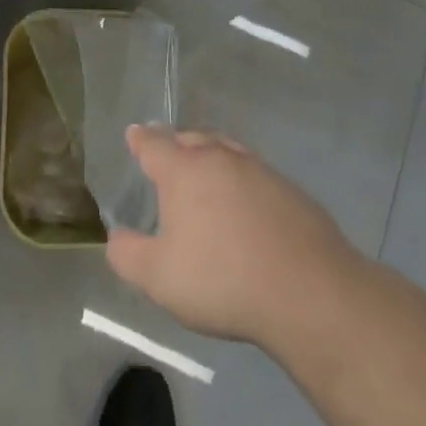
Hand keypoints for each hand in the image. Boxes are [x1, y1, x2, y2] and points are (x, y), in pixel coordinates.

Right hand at [105, 126, 362, 352]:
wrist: (308, 291)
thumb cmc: (222, 280)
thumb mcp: (158, 277)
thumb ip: (127, 254)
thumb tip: (116, 236)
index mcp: (183, 171)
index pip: (154, 144)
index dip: (140, 139)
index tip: (134, 134)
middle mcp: (220, 159)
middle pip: (192, 139)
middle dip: (175, 142)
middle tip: (167, 152)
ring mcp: (260, 171)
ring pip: (226, 150)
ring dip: (210, 155)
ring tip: (204, 169)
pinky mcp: (290, 190)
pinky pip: (255, 173)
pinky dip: (240, 179)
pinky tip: (244, 202)